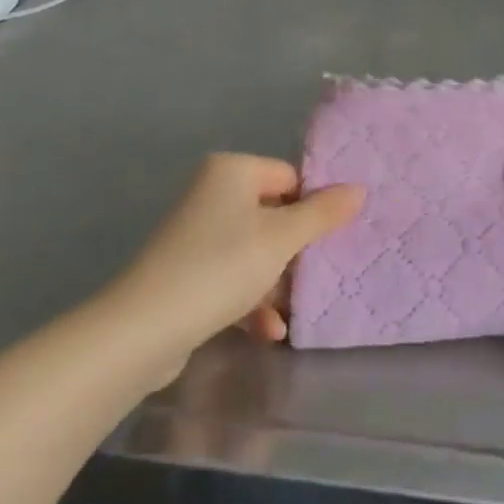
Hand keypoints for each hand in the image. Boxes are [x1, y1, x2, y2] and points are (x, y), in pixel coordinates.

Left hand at [119, 154, 362, 352]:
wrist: (144, 328)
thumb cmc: (221, 266)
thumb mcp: (282, 239)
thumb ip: (322, 214)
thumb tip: (359, 189)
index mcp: (232, 171)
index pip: (289, 177)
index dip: (313, 207)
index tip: (333, 238)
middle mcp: (211, 193)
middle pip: (273, 215)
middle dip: (295, 251)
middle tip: (319, 274)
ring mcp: (196, 233)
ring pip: (254, 250)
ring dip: (276, 281)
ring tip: (294, 310)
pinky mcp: (186, 271)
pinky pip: (230, 276)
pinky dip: (250, 301)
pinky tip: (268, 332)